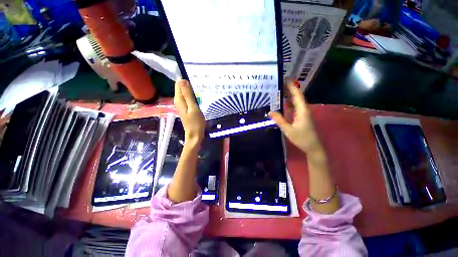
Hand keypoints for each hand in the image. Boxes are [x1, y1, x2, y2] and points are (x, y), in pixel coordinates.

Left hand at [174, 79, 205, 145]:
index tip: (193, 76)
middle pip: (181, 88)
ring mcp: (182, 105)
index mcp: (179, 100)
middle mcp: (178, 101)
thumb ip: (188, 95)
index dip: (184, 80)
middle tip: (199, 82)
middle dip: (188, 84)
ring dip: (191, 90)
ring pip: (184, 93)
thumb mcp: (193, 108)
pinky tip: (198, 95)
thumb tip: (182, 80)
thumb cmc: (196, 122)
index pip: (178, 84)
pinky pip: (187, 98)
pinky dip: (192, 95)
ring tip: (199, 86)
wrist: (195, 135)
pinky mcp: (186, 108)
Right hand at [268, 81, 323, 157]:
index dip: (292, 87)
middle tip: (280, 83)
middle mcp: (304, 110)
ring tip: (280, 91)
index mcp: (302, 111)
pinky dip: (289, 104)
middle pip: (297, 97)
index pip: (297, 95)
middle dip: (289, 89)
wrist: (313, 147)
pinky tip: (284, 103)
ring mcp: (303, 114)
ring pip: (296, 102)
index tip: (286, 79)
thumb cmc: (302, 139)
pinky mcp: (302, 118)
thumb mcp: (289, 130)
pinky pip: (295, 107)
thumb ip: (279, 120)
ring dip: (289, 96)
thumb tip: (270, 112)